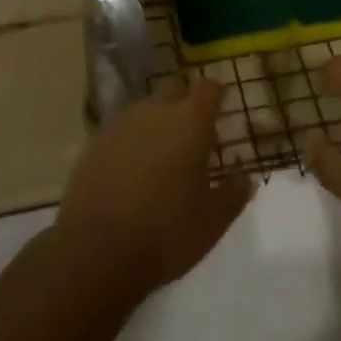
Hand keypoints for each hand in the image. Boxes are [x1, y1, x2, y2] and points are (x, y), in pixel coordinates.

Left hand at [54, 80, 253, 299]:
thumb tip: (245, 176)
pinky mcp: (95, 141)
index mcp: (190, 121)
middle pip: (175, 91)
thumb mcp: (213, 221)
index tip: (223, 104)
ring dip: (157, 123)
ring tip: (161, 154)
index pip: (209, 88)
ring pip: (146, 109)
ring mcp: (122, 123)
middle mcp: (156, 110)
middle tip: (193, 134)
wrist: (95, 252)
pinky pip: (122, 129)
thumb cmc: (165, 233)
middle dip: (186, 105)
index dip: (218, 93)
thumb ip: (234, 193)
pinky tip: (131, 170)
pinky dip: (132, 141)